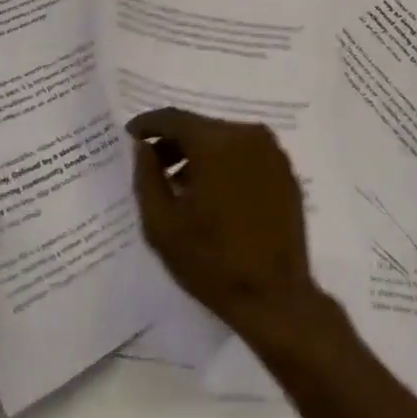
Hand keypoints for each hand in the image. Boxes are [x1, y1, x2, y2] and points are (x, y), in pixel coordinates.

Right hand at [128, 107, 326, 343]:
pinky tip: (213, 193)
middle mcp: (247, 135)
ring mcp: (272, 152)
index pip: (173, 119)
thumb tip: (142, 147)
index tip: (130, 136)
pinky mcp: (286, 172)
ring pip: (224, 140)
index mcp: (215, 142)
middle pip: (200, 127)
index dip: (147, 125)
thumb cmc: (211, 262)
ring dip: (199, 154)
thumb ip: (146, 177)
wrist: (275, 298)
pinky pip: (246, 155)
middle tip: (152, 165)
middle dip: (173, 142)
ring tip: (180, 184)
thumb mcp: (161, 224)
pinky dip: (225, 164)